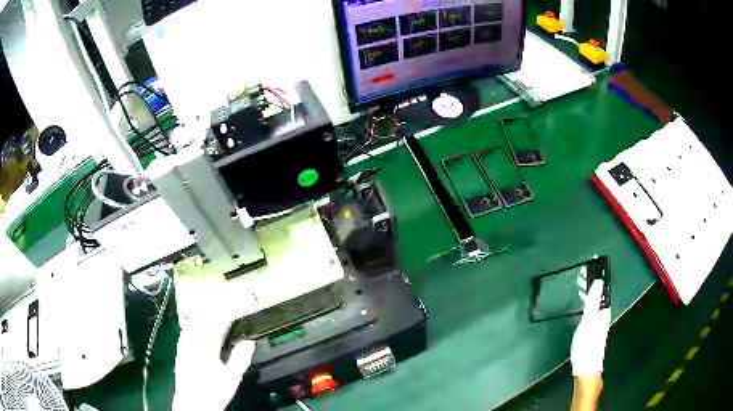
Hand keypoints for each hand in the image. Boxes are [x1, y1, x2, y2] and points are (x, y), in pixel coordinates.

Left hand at [173, 310, 254, 410]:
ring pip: (193, 321)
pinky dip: (193, 323)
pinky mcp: (180, 350)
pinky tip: (196, 325)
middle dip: (215, 309)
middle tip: (226, 306)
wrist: (192, 404)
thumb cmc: (214, 392)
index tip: (237, 307)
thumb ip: (241, 357)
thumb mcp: (232, 377)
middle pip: (203, 317)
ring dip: (203, 314)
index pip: (218, 321)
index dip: (228, 312)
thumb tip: (249, 341)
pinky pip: (185, 330)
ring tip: (212, 311)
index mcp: (207, 345)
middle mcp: (193, 341)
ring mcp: (184, 344)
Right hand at [571, 279, 610, 376]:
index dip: (595, 278)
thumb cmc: (587, 344)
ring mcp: (599, 323)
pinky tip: (583, 306)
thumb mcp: (589, 320)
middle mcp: (603, 315)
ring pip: (595, 303)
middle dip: (591, 285)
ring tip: (580, 287)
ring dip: (588, 294)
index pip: (601, 289)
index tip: (587, 269)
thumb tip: (598, 282)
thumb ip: (593, 301)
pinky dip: (587, 304)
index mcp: (604, 310)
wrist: (586, 366)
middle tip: (581, 276)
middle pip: (598, 295)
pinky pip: (591, 310)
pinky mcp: (593, 329)